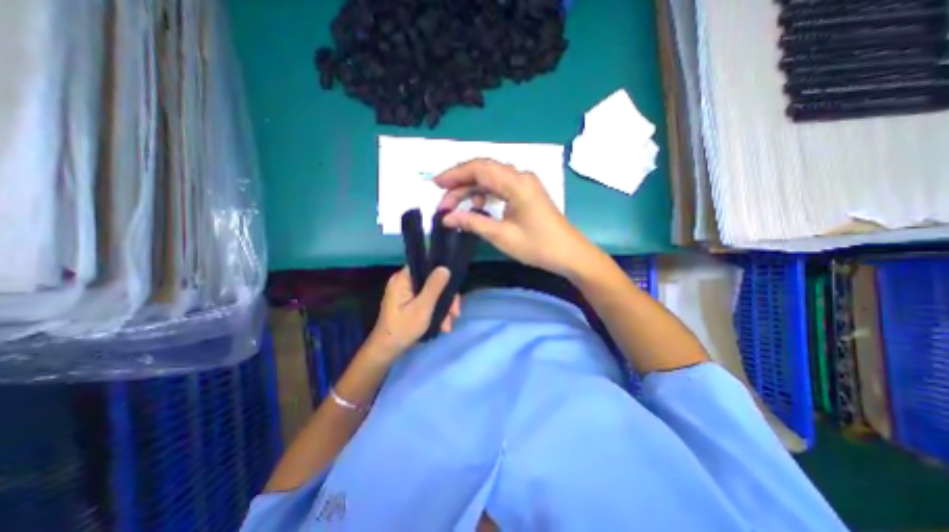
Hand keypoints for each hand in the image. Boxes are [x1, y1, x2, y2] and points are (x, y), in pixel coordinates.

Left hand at [364, 268, 460, 358]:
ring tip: (448, 326)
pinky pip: (427, 300)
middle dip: (446, 299)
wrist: (387, 350)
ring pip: (432, 293)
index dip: (442, 275)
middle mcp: (404, 282)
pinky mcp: (409, 302)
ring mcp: (406, 293)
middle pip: (432, 281)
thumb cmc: (403, 328)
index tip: (453, 290)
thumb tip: (445, 268)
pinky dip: (436, 311)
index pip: (426, 266)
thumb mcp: (422, 308)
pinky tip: (442, 325)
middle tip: (455, 314)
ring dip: (443, 308)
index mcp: (402, 279)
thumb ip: (434, 287)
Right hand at [433, 158, 595, 278]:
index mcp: (516, 183)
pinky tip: (477, 207)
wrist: (569, 254)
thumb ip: (473, 222)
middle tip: (443, 204)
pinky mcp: (526, 193)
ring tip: (455, 208)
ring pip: (491, 179)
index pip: (479, 168)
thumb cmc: (538, 246)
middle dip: (460, 184)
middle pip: (483, 171)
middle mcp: (520, 177)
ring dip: (471, 191)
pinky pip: (500, 187)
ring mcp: (525, 184)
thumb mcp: (502, 236)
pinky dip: (485, 195)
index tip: (436, 184)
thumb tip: (447, 218)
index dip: (455, 174)